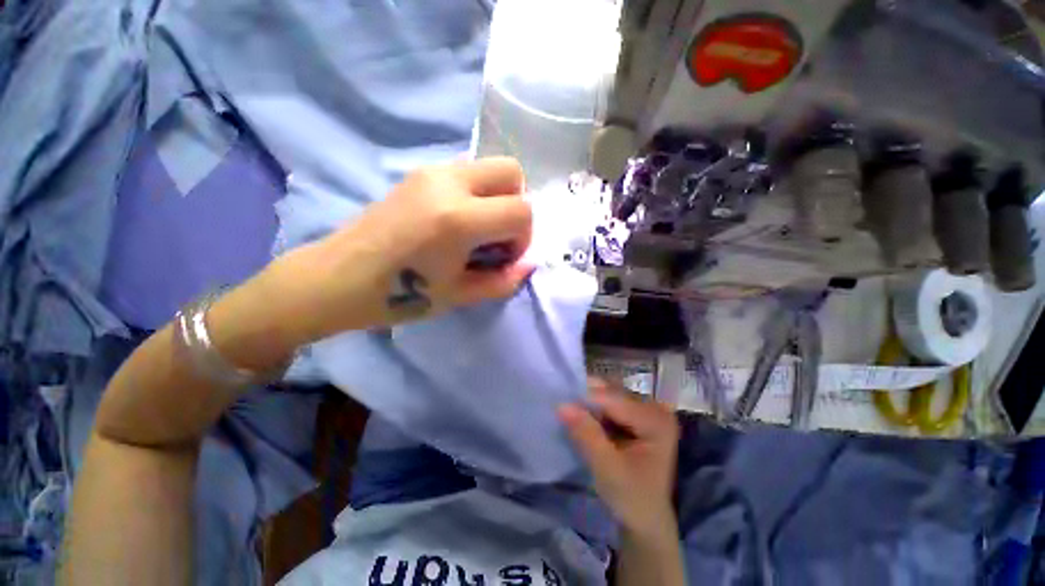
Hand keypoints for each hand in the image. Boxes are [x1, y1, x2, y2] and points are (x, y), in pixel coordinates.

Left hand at [258, 157, 534, 344]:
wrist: (338, 278)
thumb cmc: (399, 296)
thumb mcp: (460, 295)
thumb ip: (503, 280)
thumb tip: (527, 264)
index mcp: (458, 219)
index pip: (521, 210)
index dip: (523, 237)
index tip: (505, 257)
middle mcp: (448, 182)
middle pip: (511, 171)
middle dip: (516, 204)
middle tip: (496, 235)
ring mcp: (430, 171)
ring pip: (489, 167)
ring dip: (496, 197)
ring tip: (475, 230)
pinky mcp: (418, 172)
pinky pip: (466, 172)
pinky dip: (475, 193)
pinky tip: (454, 221)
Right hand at [559, 379, 679, 537]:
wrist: (646, 520)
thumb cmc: (632, 498)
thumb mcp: (607, 468)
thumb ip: (586, 434)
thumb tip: (561, 405)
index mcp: (656, 420)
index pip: (614, 399)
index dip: (585, 399)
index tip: (559, 404)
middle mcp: (654, 408)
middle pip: (612, 393)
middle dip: (586, 399)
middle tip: (562, 407)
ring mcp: (646, 411)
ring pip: (609, 396)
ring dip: (588, 404)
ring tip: (569, 412)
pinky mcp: (637, 417)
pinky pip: (610, 404)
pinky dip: (594, 410)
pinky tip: (582, 418)